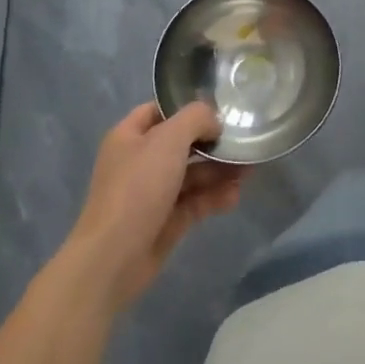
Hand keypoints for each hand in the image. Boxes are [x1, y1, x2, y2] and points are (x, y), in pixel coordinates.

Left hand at [61, 102, 245, 311]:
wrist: (114, 256)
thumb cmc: (138, 187)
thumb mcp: (168, 140)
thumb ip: (195, 119)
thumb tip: (214, 123)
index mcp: (130, 137)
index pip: (159, 110)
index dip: (187, 107)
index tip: (220, 109)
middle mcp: (140, 161)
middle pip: (182, 144)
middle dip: (213, 142)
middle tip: (243, 140)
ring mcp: (153, 193)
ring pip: (193, 174)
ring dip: (220, 170)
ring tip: (250, 169)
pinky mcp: (166, 220)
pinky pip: (195, 201)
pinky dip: (215, 197)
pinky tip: (235, 196)